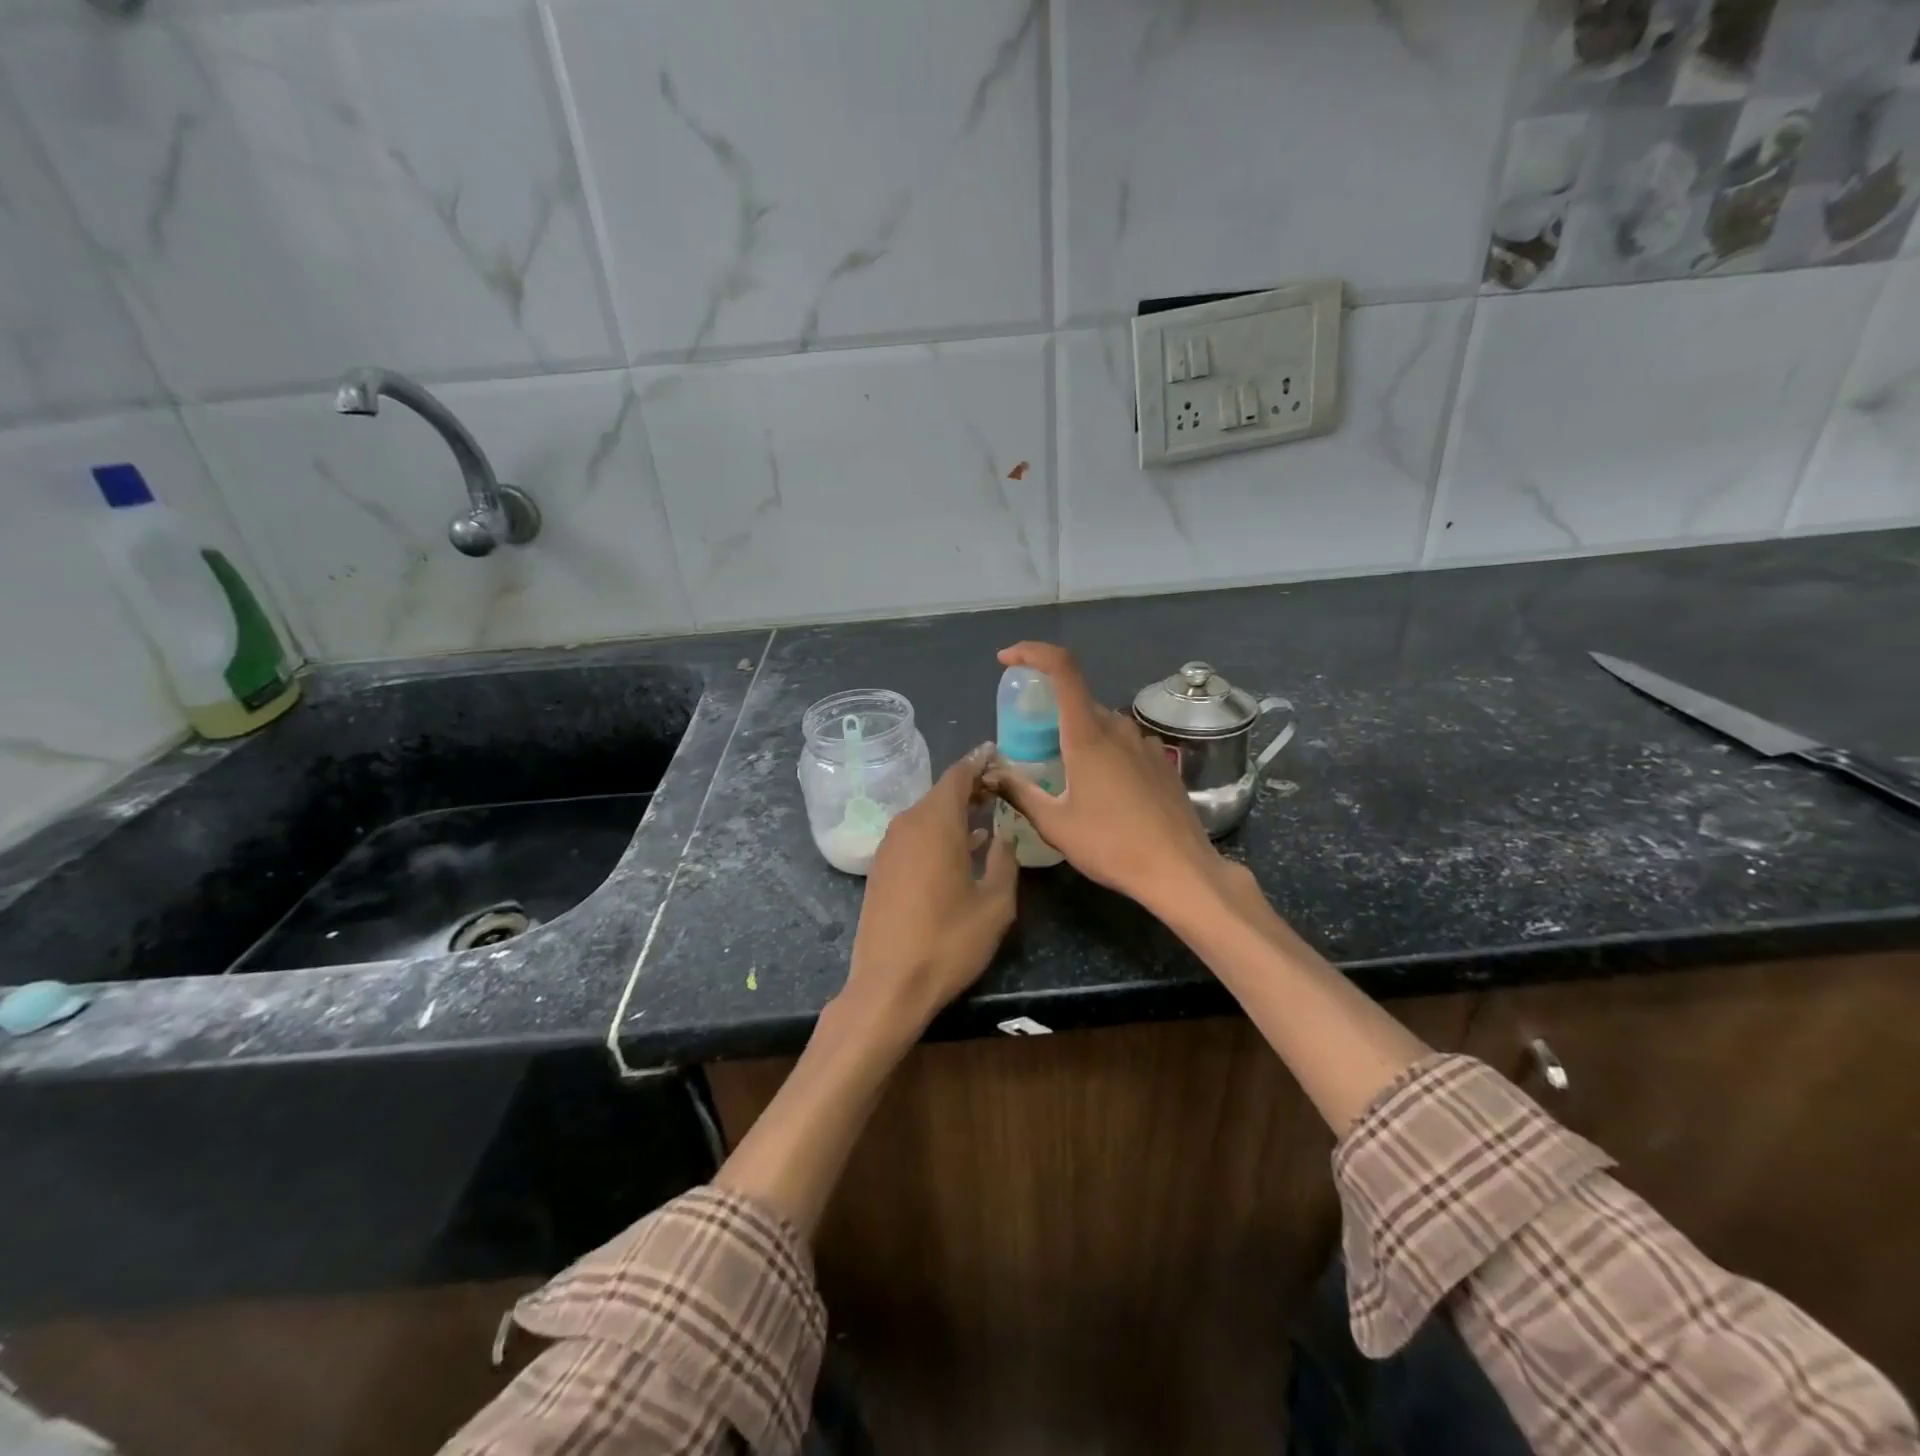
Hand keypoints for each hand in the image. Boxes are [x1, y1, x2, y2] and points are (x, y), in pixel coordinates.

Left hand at [843, 743, 1018, 1035]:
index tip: (997, 752)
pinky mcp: (881, 869)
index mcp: (936, 824)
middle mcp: (907, 826)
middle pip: (940, 793)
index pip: (958, 776)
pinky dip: (937, 831)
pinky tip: (959, 848)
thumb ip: (1004, 860)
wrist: (888, 985)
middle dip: (970, 787)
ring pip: (926, 814)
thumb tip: (1003, 835)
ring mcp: (889, 847)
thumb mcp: (994, 904)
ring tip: (986, 814)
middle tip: (999, 786)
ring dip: (954, 811)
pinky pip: (914, 835)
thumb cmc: (948, 942)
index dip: (979, 762)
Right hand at [985, 642, 1228, 915]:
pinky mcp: (1160, 762)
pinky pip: (1122, 742)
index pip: (1062, 669)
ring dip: (1076, 735)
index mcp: (1088, 735)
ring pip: (1101, 723)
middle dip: (1048, 711)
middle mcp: (1118, 728)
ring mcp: (1144, 743)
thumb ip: (1020, 792)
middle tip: (1028, 745)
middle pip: (1077, 700)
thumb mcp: (1055, 824)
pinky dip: (1101, 750)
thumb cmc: (1111, 845)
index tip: (1008, 660)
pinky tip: (1099, 790)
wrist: (1179, 869)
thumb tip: (991, 774)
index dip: (1033, 652)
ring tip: (1062, 774)